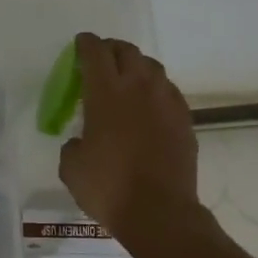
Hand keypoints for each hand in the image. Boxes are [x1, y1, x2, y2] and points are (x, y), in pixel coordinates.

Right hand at [59, 33, 200, 246]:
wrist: (159, 213)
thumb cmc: (108, 188)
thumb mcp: (72, 168)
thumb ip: (72, 145)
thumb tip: (80, 141)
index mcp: (106, 93)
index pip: (95, 53)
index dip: (86, 44)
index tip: (80, 44)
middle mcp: (139, 88)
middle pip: (127, 52)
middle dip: (111, 49)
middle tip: (100, 59)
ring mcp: (166, 102)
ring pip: (152, 67)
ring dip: (136, 66)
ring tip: (126, 78)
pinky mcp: (184, 120)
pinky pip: (168, 91)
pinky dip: (155, 89)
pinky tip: (148, 105)